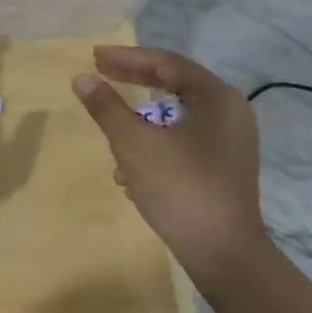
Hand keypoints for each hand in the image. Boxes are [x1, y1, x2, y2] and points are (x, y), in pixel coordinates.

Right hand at [72, 46, 266, 278]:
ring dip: (141, 118)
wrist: (225, 256)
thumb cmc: (181, 188)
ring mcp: (229, 143)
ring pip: (176, 116)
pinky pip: (183, 141)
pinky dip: (155, 143)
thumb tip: (81, 79)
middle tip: (100, 74)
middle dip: (133, 81)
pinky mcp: (223, 169)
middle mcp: (229, 113)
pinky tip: (129, 170)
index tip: (94, 56)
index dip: (127, 57)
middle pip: (174, 85)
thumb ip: (107, 107)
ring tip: (110, 123)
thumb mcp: (134, 144)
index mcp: (216, 98)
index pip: (166, 63)